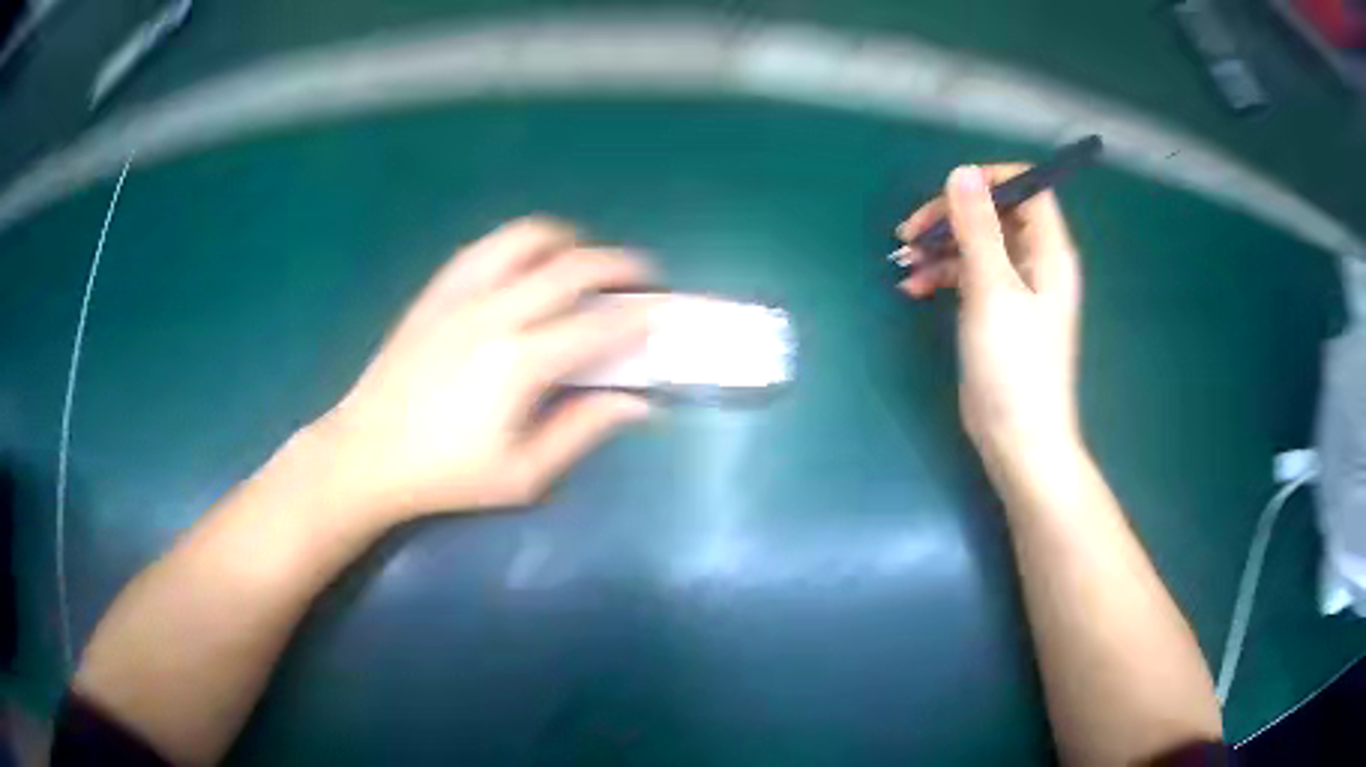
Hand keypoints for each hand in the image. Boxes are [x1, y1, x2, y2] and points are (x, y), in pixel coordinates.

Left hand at [310, 217, 654, 521]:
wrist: (367, 454)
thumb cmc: (447, 475)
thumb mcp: (524, 474)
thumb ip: (584, 430)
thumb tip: (639, 404)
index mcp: (520, 363)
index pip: (599, 325)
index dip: (642, 315)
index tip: (666, 314)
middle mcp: (494, 313)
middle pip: (573, 266)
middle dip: (620, 265)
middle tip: (642, 278)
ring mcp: (460, 294)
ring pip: (526, 237)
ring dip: (569, 241)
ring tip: (583, 263)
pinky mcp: (436, 291)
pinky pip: (486, 246)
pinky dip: (520, 245)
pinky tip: (527, 266)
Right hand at [896, 165, 1082, 471]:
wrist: (1018, 439)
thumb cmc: (1015, 365)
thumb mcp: (993, 290)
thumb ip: (978, 228)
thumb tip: (961, 172)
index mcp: (1048, 251)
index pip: (1028, 189)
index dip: (990, 181)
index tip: (949, 193)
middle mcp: (1035, 262)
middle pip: (994, 215)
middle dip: (951, 217)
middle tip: (911, 232)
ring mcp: (1015, 288)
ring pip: (975, 245)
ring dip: (938, 247)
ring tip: (903, 263)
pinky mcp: (995, 311)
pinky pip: (967, 276)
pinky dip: (940, 275)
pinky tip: (913, 288)